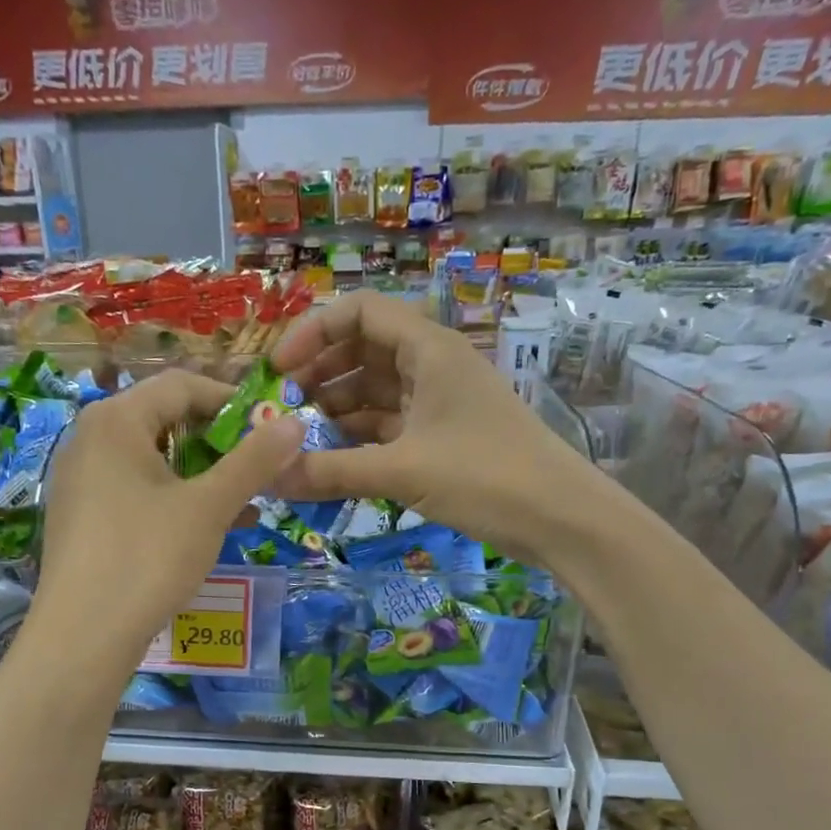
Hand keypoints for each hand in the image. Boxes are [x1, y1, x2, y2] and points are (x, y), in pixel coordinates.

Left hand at [32, 369, 303, 669]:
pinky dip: (176, 499)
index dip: (232, 402)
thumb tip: (294, 423)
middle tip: (259, 469)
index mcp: (116, 420)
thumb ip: (253, 461)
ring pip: (154, 460)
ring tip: (245, 501)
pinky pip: (137, 491)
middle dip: (219, 442)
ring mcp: (81, 480)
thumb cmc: (148, 558)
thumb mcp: (209, 506)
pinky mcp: (82, 516)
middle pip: (166, 420)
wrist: (83, 636)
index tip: (270, 430)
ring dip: (203, 474)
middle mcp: (90, 439)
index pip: (182, 386)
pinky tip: (211, 527)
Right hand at [271, 291, 599, 565]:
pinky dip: (359, 438)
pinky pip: (389, 425)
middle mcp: (432, 364)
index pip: (358, 312)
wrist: (561, 517)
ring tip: (298, 440)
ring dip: (335, 410)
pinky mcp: (443, 436)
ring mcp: (439, 401)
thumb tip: (269, 477)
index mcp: (428, 348)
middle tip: (281, 411)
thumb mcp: (403, 470)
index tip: (278, 371)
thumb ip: (332, 471)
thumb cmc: (486, 476)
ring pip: (374, 391)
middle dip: (318, 375)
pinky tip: (330, 461)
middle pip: (362, 350)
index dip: (312, 333)